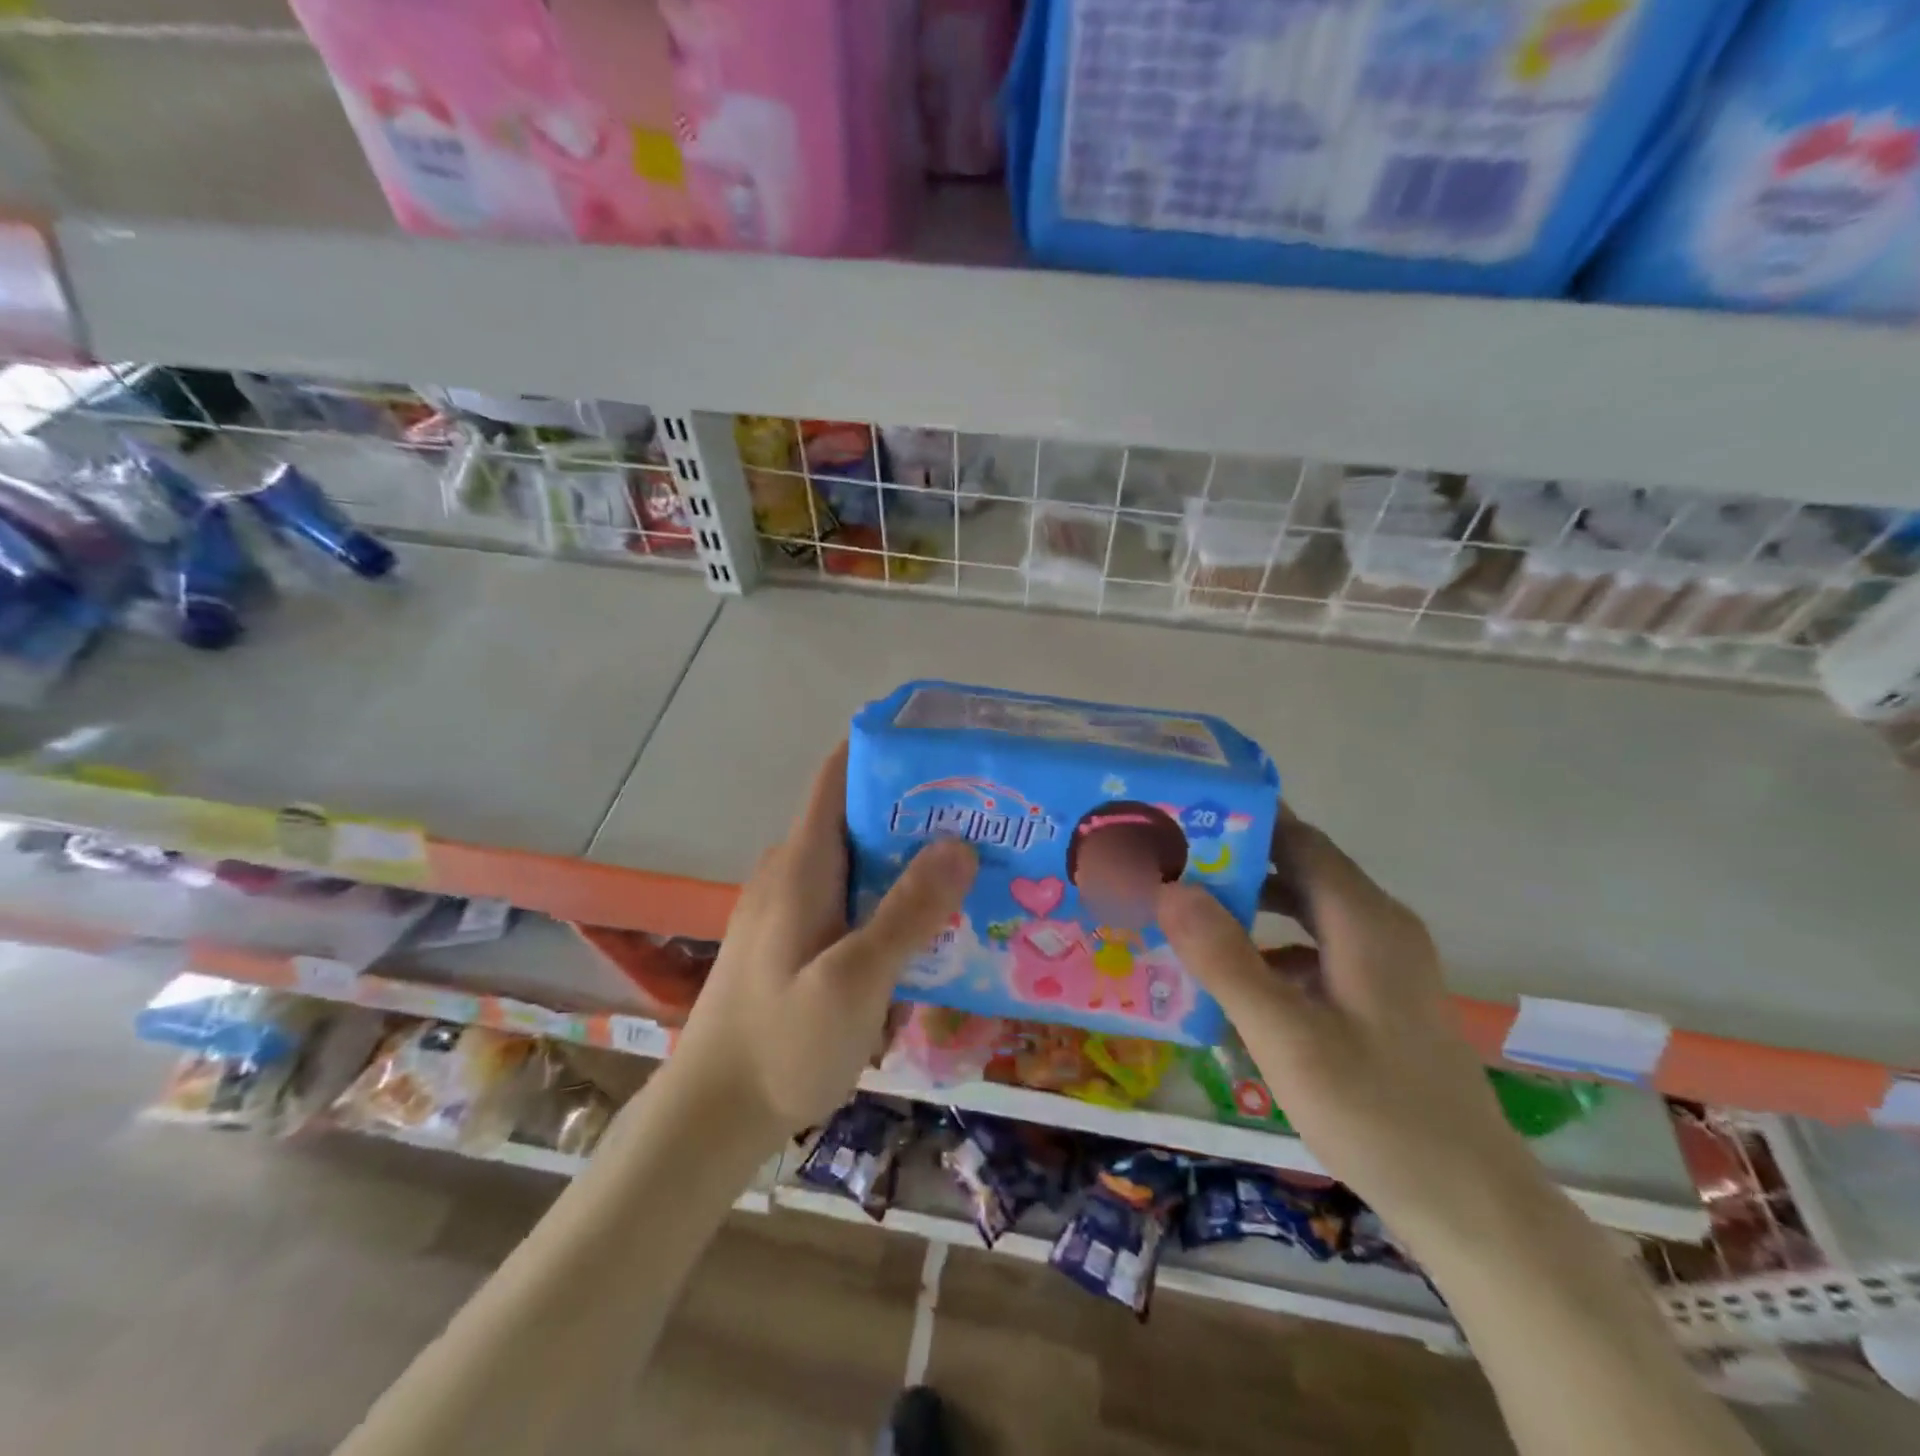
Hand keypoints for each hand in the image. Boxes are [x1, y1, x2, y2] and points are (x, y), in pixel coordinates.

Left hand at [669, 743, 977, 1142]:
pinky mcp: (797, 942)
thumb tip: (960, 843)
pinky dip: (892, 901)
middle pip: (860, 817)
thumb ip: (908, 913)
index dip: (887, 749)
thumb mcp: (855, 981)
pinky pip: (853, 901)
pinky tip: (932, 929)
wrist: (711, 1117)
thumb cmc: (780, 1044)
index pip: (840, 774)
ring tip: (976, 868)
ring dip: (911, 862)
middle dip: (920, 812)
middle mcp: (794, 872)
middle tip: (988, 819)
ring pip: (861, 864)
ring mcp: (792, 908)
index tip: (947, 749)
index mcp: (802, 863)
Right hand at [1159, 817, 1551, 1256]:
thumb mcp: (1287, 1037)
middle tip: (1168, 862)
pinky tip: (1232, 977)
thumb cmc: (1377, 1113)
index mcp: (1363, 920)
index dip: (1242, 820)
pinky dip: (1271, 947)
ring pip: (1306, 910)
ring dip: (1250, 904)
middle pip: (1300, 869)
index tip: (1183, 816)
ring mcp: (1384, 963)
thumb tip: (1169, 888)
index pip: (1297, 839)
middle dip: (1236, 860)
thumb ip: (1226, 960)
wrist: (1471, 1205)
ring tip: (1185, 910)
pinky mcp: (1380, 996)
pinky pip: (1315, 949)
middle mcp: (1378, 926)